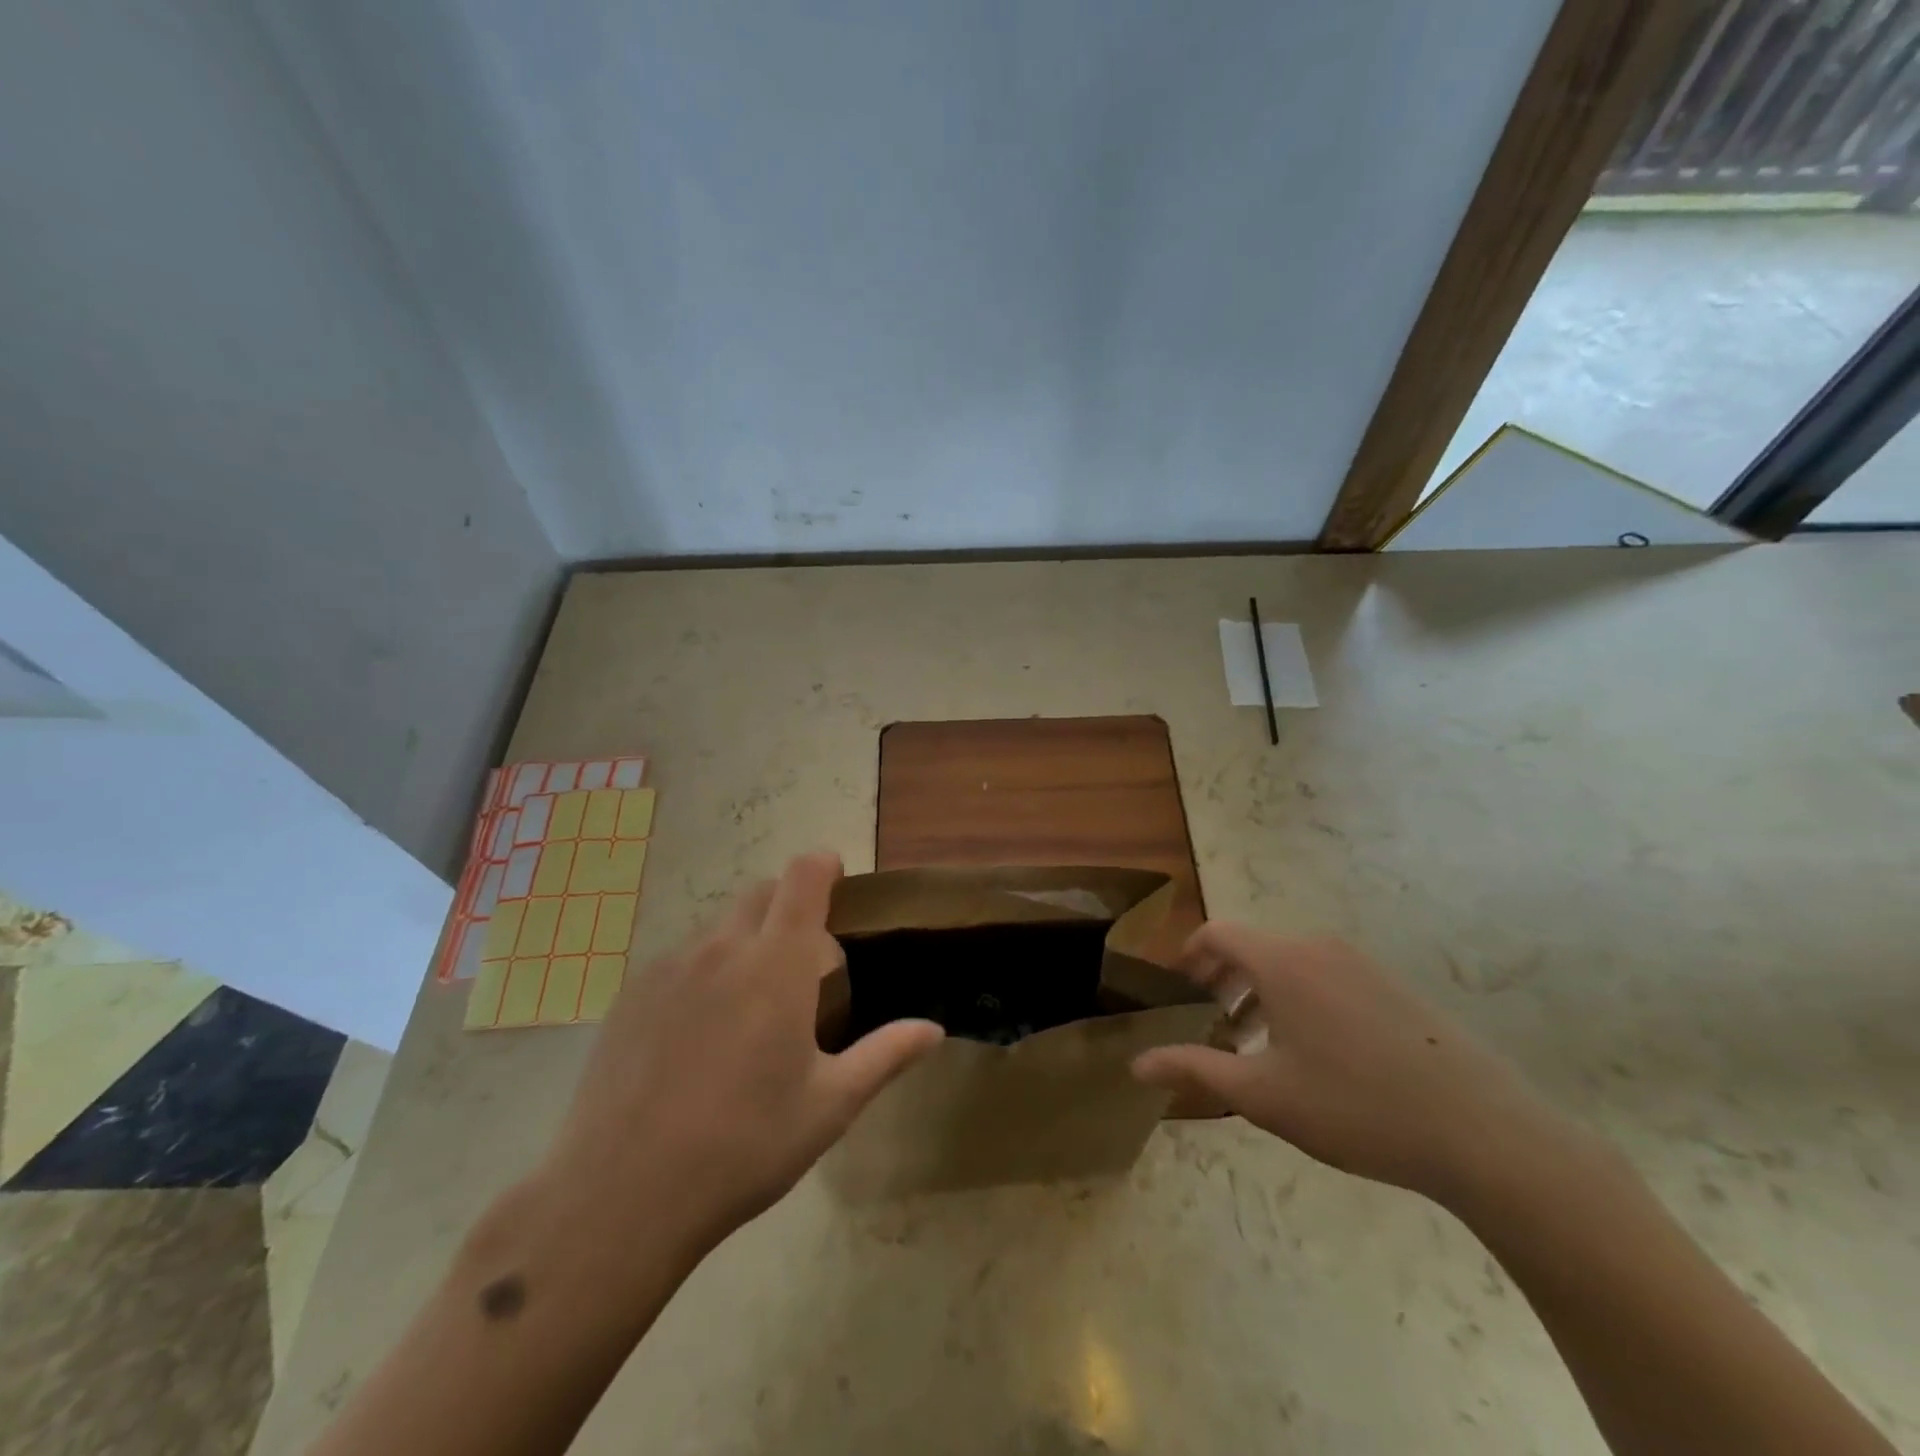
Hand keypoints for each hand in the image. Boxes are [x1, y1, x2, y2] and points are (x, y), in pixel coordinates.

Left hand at [544, 851, 942, 1251]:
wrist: (620, 1195)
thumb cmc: (744, 1146)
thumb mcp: (830, 1105)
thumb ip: (886, 1056)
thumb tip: (934, 1030)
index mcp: (777, 964)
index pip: (804, 876)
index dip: (825, 866)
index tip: (838, 884)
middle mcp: (723, 948)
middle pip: (762, 893)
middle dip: (790, 905)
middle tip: (803, 963)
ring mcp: (670, 968)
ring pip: (720, 926)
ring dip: (747, 940)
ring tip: (752, 1005)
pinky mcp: (631, 994)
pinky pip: (681, 958)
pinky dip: (705, 970)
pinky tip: (700, 1034)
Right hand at [1132, 926, 1567, 1206]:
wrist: (1483, 1133)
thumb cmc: (1355, 1108)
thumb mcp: (1264, 1095)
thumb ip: (1195, 1069)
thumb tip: (1137, 1063)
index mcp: (1282, 962)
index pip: (1218, 933)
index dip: (1189, 953)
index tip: (1177, 987)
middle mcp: (1318, 948)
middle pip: (1255, 946)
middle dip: (1224, 977)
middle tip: (1213, 1019)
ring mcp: (1362, 964)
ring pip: (1292, 962)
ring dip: (1263, 989)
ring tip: (1259, 1040)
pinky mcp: (1395, 986)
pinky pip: (1328, 975)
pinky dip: (1302, 996)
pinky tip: (1317, 1052)